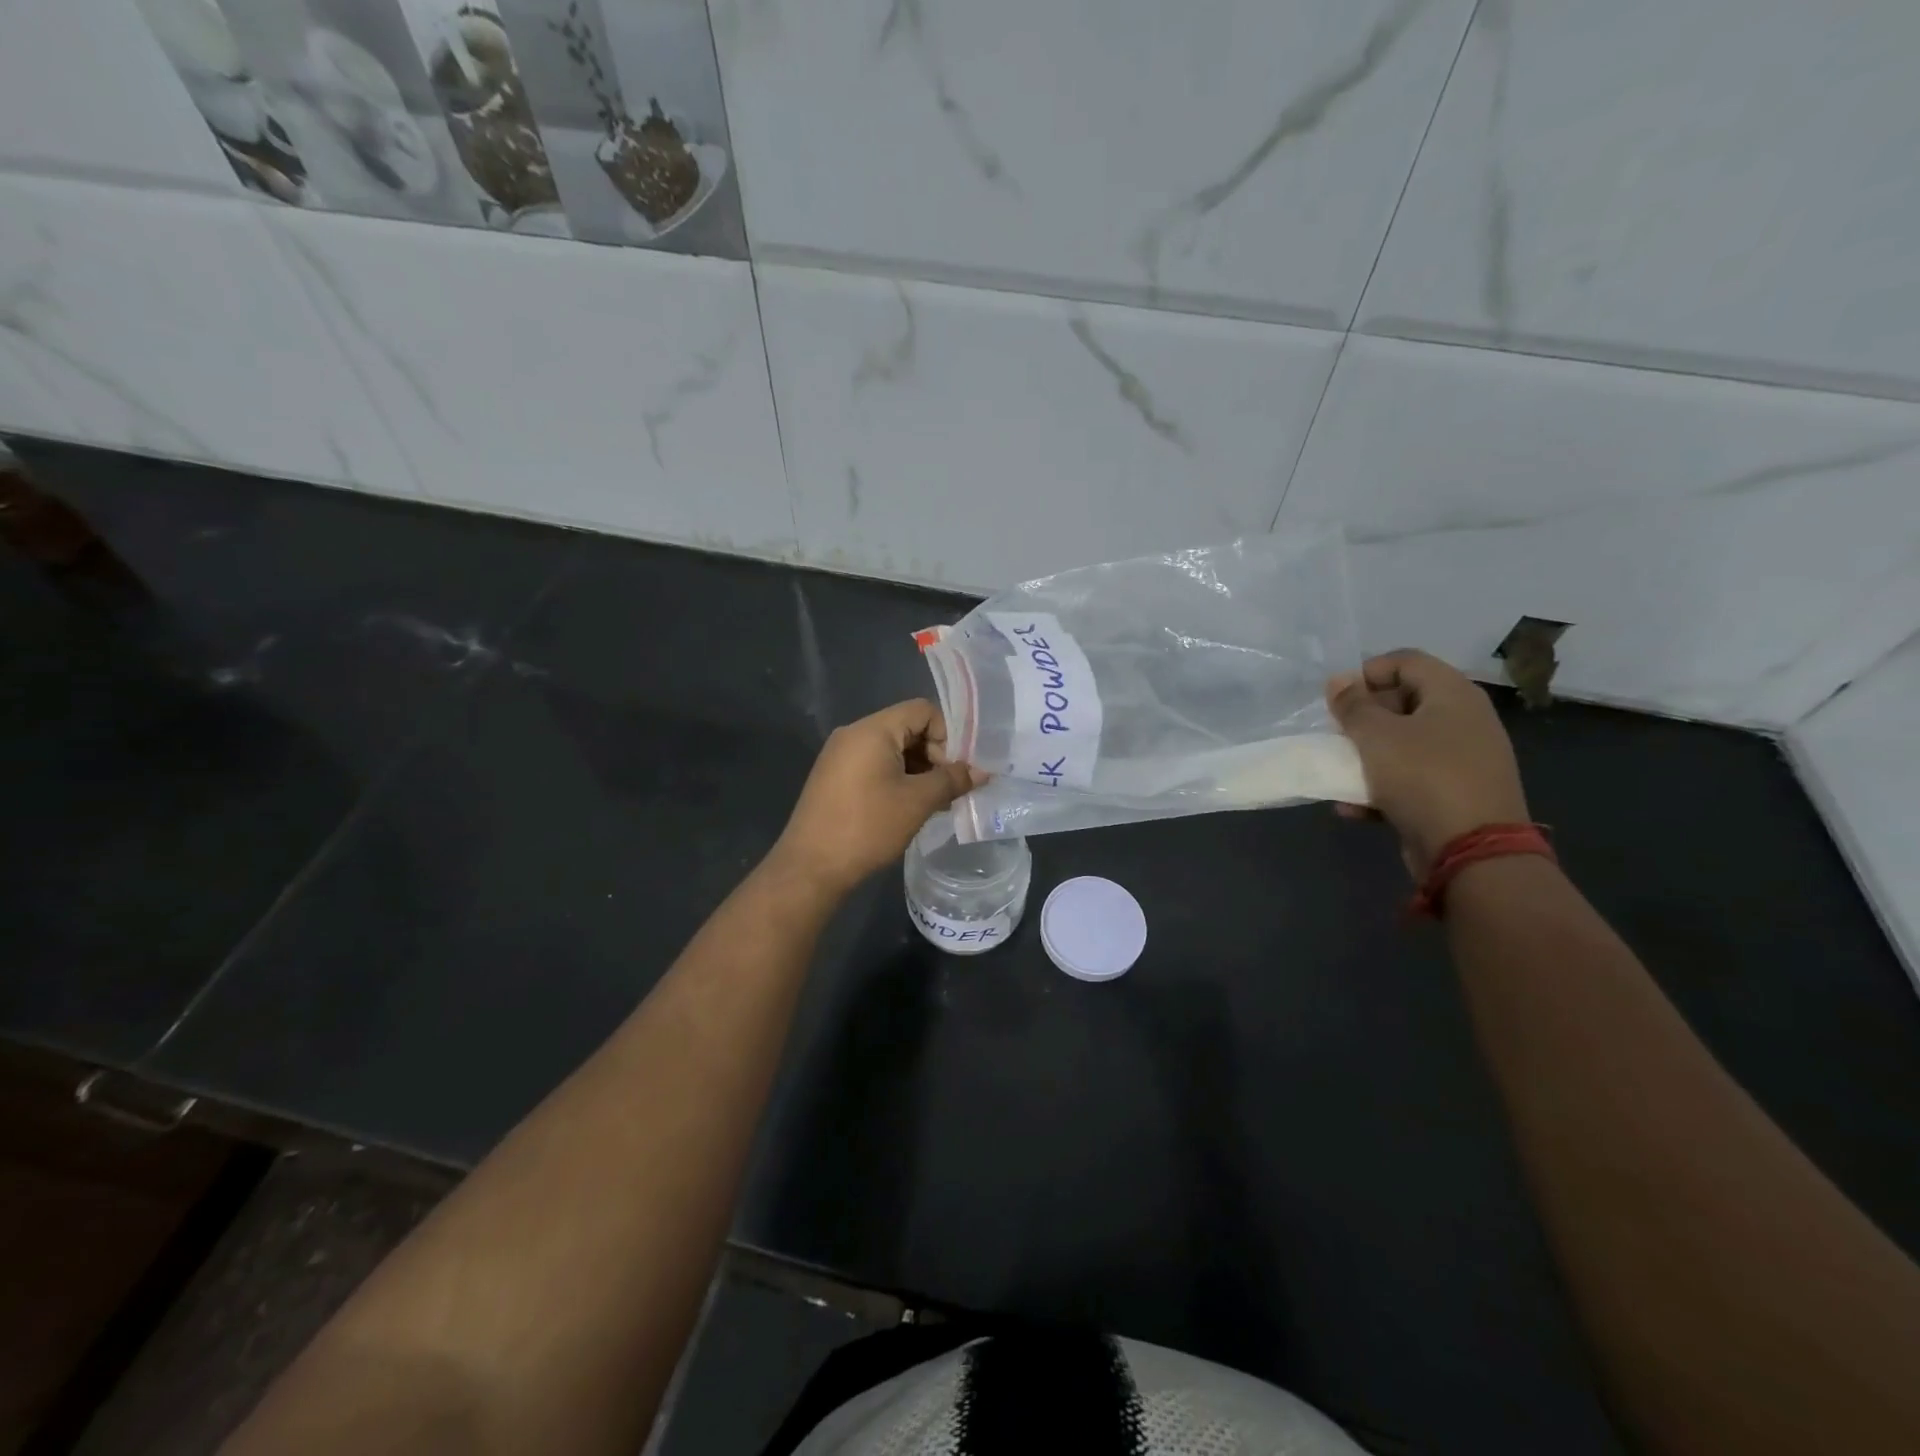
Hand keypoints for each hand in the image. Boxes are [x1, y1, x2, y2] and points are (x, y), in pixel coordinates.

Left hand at [766, 699, 984, 900]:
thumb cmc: (868, 827)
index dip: (947, 735)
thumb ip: (952, 780)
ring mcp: (840, 756)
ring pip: (892, 749)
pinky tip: (908, 808)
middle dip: (934, 755)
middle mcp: (854, 734)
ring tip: (933, 803)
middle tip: (948, 790)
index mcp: (872, 729)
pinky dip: (897, 779)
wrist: (811, 867)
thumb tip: (981, 772)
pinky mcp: (834, 777)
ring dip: (918, 771)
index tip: (954, 771)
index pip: (922, 710)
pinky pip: (875, 765)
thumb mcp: (918, 802)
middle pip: (907, 728)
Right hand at [1327, 650, 1529, 876]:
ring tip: (1341, 770)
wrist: (1472, 851)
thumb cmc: (1423, 777)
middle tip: (1337, 734)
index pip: (1406, 661)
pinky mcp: (1456, 794)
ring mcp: (1464, 760)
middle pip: (1405, 701)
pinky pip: (1412, 779)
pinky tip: (1354, 807)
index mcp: (1453, 695)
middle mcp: (1464, 721)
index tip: (1337, 699)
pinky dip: (1383, 788)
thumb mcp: (1376, 736)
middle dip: (1364, 716)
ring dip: (1368, 755)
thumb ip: (1353, 706)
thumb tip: (1338, 681)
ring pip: (1406, 744)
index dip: (1367, 672)